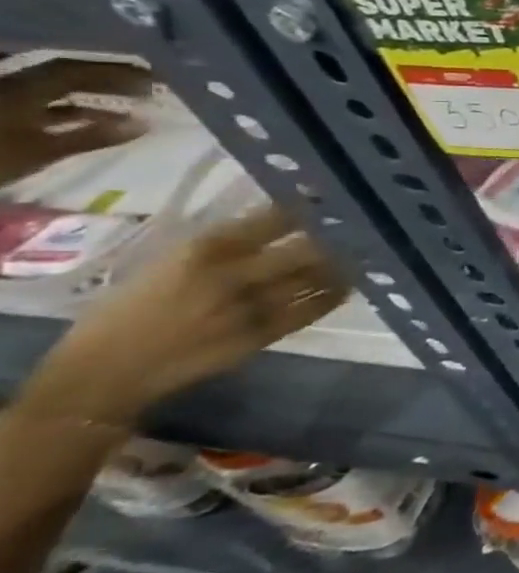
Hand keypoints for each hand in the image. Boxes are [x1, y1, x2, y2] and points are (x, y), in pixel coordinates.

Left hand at [0, 59, 152, 184]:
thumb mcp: (43, 150)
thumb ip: (93, 136)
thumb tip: (145, 124)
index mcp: (24, 89)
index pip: (76, 70)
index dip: (116, 72)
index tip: (154, 78)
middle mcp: (12, 86)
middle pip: (64, 75)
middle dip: (106, 80)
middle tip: (145, 88)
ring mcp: (4, 100)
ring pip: (52, 90)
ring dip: (91, 94)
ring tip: (125, 105)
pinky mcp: (2, 115)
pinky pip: (41, 104)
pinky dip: (70, 109)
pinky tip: (92, 120)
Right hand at [25, 205, 348, 426]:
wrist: (103, 374)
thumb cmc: (126, 312)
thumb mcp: (166, 263)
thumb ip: (219, 244)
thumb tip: (270, 220)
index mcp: (204, 250)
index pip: (274, 218)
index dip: (308, 208)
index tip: (329, 199)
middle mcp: (235, 274)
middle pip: (308, 248)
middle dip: (335, 237)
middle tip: (354, 228)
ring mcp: (252, 306)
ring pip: (316, 277)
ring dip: (341, 264)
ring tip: (361, 252)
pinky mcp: (262, 335)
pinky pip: (312, 309)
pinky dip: (333, 294)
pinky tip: (346, 285)